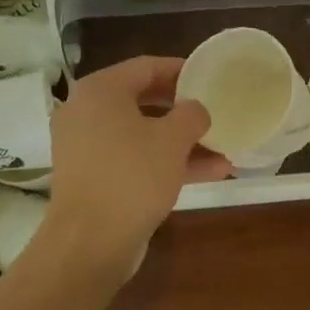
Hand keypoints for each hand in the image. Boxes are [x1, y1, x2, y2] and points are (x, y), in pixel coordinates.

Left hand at [48, 57, 230, 267]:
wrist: (90, 243)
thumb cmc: (132, 176)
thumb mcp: (173, 139)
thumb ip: (192, 114)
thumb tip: (196, 110)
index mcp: (100, 91)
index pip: (146, 66)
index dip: (181, 69)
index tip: (209, 76)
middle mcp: (86, 112)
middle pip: (144, 100)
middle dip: (184, 109)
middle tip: (214, 109)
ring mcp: (87, 147)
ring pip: (143, 134)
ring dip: (182, 141)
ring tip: (223, 149)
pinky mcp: (93, 177)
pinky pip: (134, 158)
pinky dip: (166, 162)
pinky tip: (209, 173)